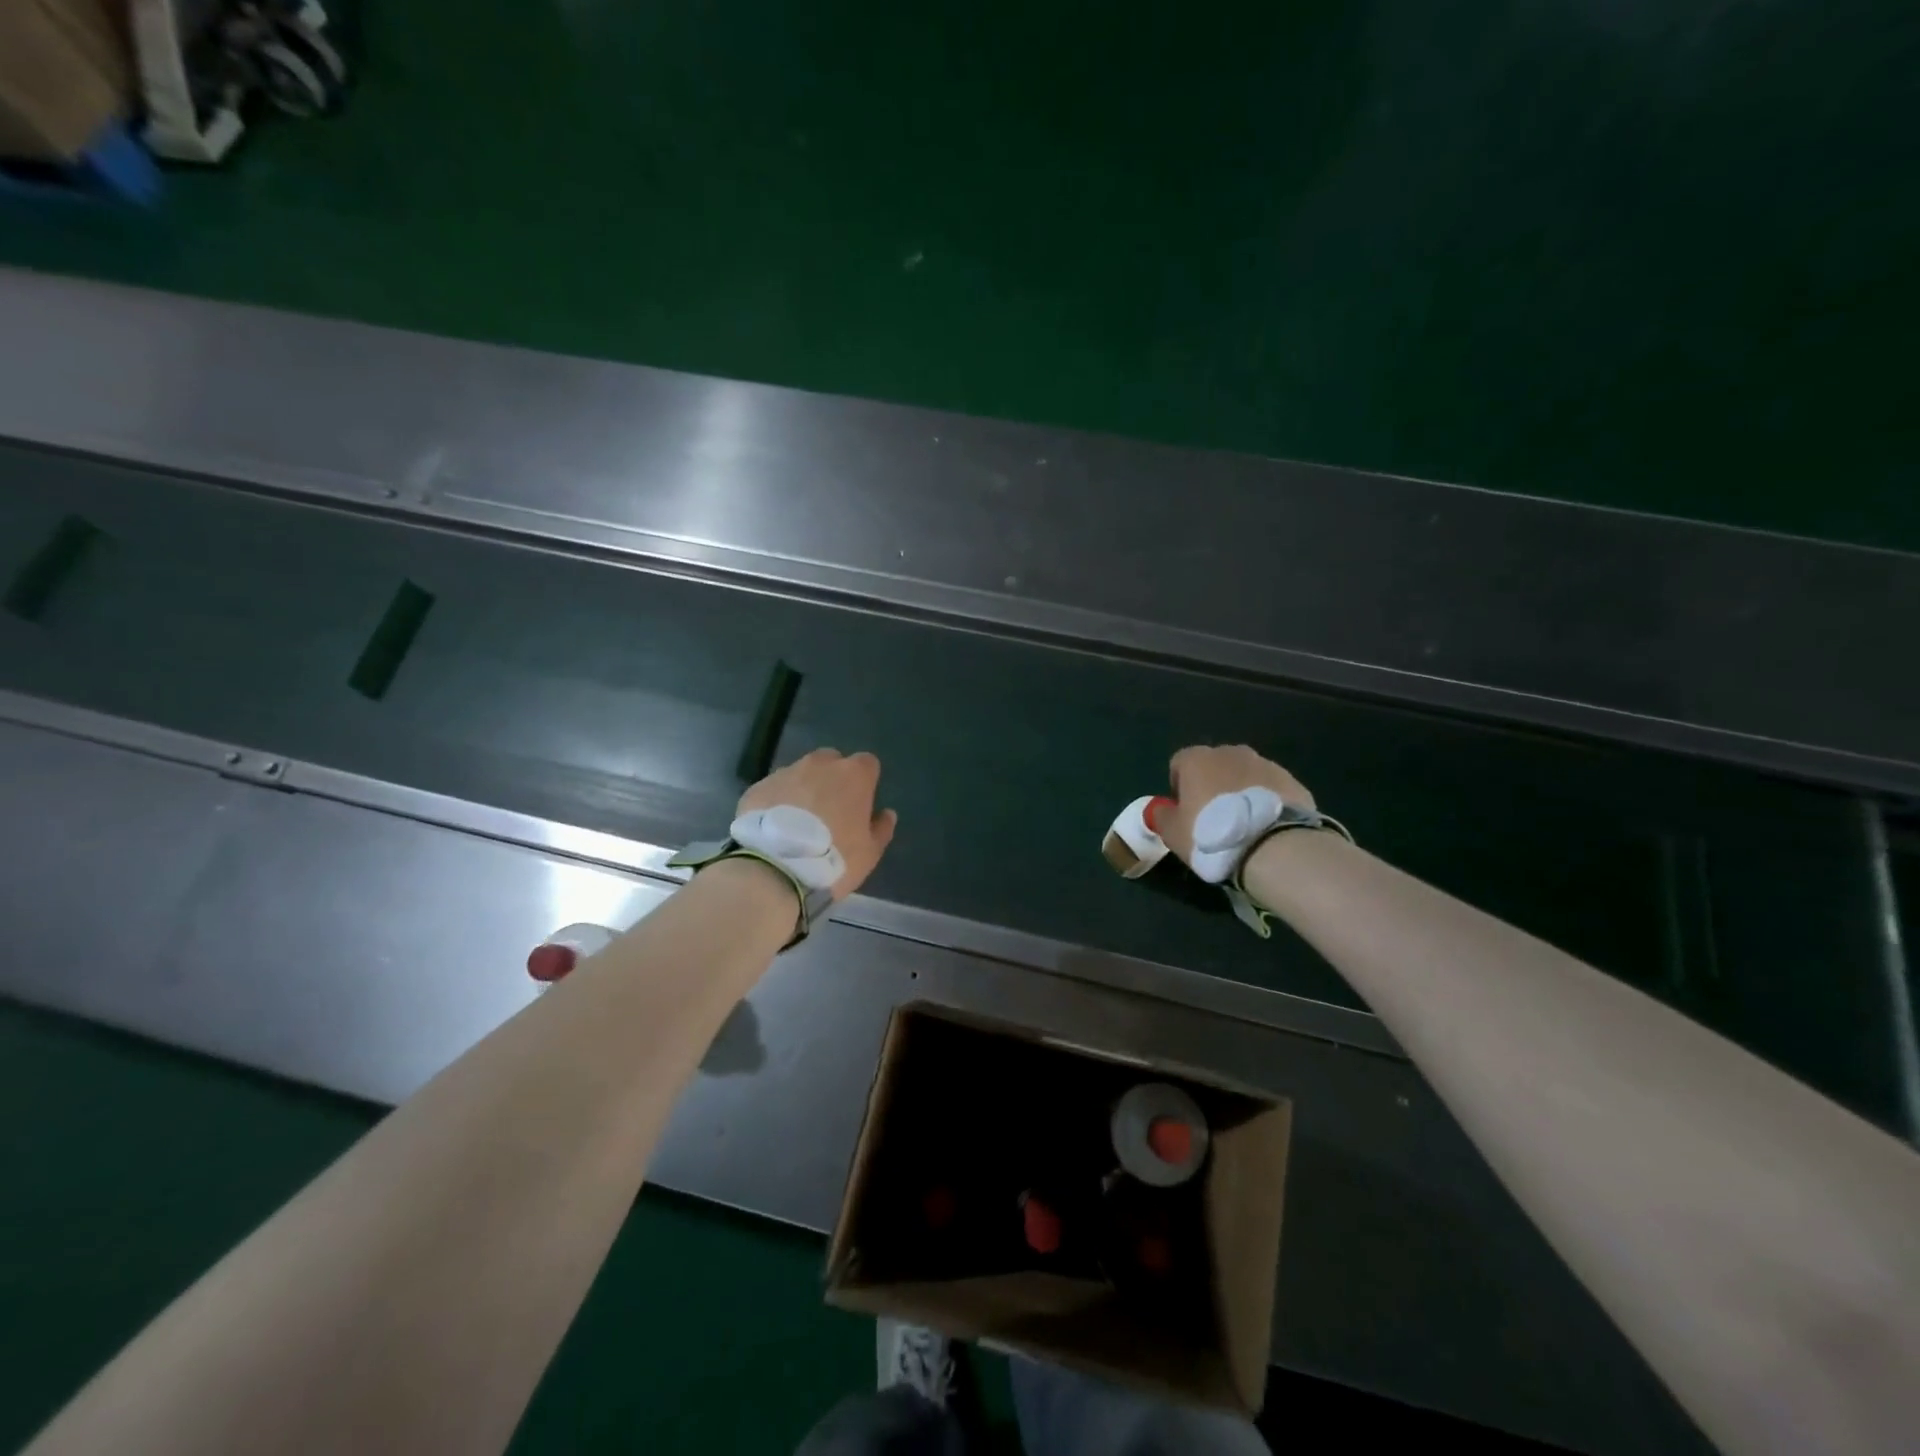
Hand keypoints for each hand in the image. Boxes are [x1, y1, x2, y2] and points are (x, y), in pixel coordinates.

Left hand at [738, 748, 898, 899]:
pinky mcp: (758, 787)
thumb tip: (887, 814)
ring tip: (796, 823)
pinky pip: (774, 790)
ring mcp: (785, 772)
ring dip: (803, 790)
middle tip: (828, 811)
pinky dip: (777, 802)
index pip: (867, 764)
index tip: (860, 803)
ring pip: (800, 774)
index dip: (865, 782)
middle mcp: (820, 765)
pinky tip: (774, 829)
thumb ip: (881, 829)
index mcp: (853, 775)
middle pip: (831, 762)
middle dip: (832, 779)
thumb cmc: (834, 858)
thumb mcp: (870, 852)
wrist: (776, 868)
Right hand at [1156, 744, 1313, 867]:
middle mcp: (1230, 752)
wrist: (1273, 846)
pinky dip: (1266, 801)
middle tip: (1214, 817)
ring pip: (1245, 774)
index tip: (1184, 810)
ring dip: (1241, 791)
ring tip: (1245, 824)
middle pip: (1215, 764)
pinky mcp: (1292, 780)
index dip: (1179, 785)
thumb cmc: (1211, 835)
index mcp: (1197, 759)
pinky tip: (1267, 826)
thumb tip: (1161, 809)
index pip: (1179, 762)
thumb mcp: (1173, 833)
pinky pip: (1271, 788)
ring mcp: (1265, 764)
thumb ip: (1162, 816)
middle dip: (1213, 784)